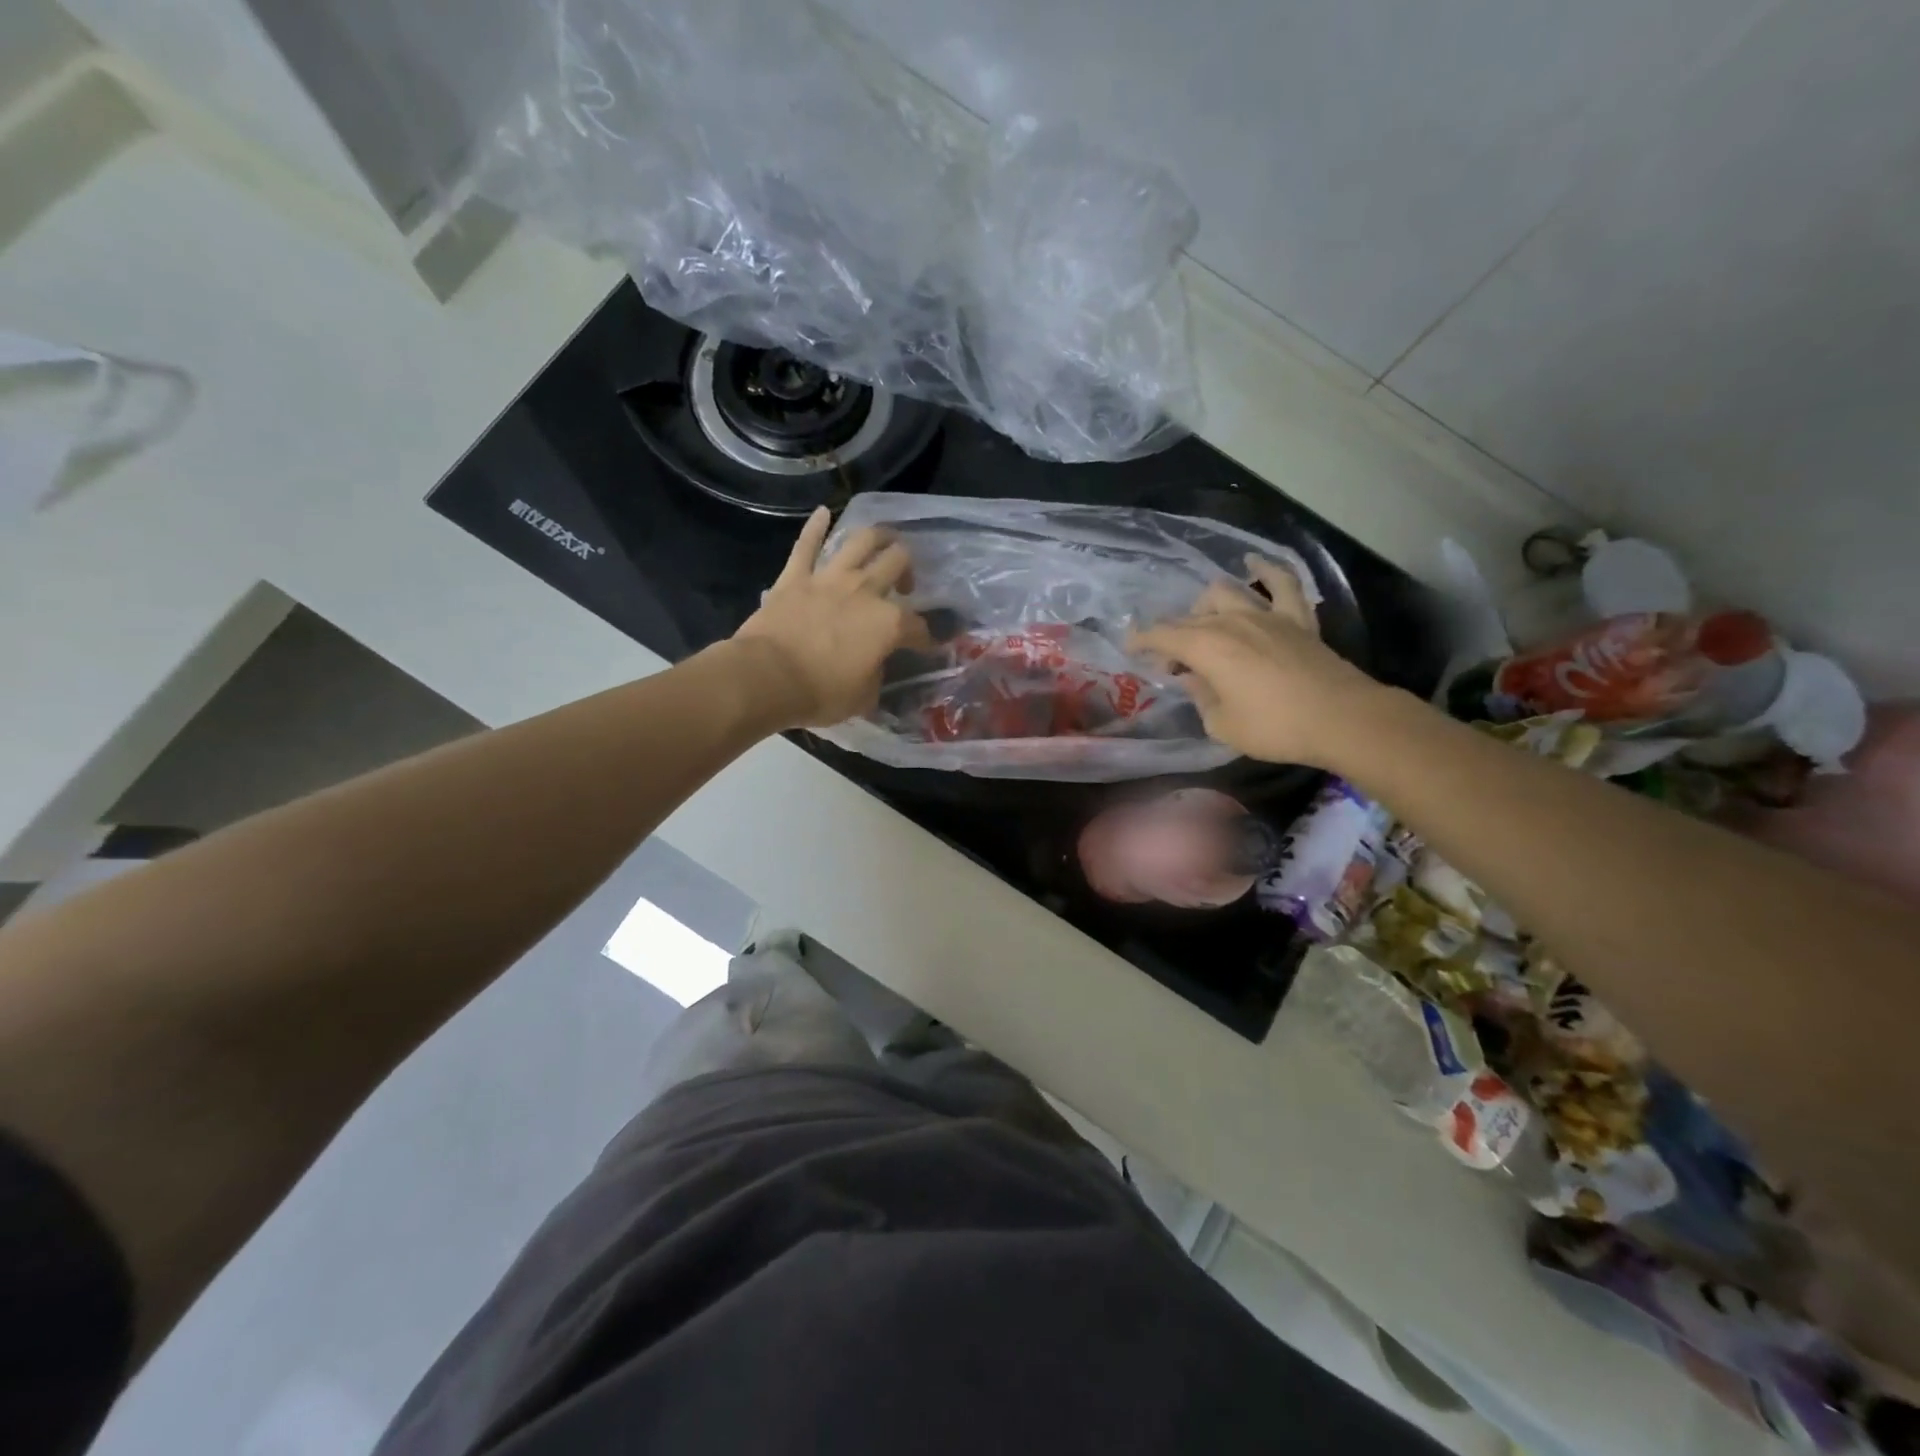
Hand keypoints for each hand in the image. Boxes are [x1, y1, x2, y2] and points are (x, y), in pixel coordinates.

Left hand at [731, 506, 933, 728]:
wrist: (767, 678)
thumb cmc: (820, 693)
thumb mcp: (863, 697)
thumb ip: (875, 675)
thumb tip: (874, 666)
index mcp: (888, 624)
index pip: (918, 626)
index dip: (926, 637)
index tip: (927, 645)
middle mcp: (865, 591)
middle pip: (897, 563)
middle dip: (908, 570)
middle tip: (904, 585)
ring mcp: (829, 578)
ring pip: (861, 541)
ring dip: (877, 537)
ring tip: (883, 541)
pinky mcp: (795, 577)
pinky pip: (806, 544)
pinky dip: (816, 526)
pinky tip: (824, 512)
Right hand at [1128, 556, 1388, 766]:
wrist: (1341, 719)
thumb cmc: (1274, 727)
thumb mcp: (1221, 725)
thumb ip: (1201, 698)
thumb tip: (1194, 679)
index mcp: (1206, 647)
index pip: (1162, 635)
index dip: (1141, 640)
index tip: (1130, 648)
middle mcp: (1231, 621)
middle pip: (1190, 618)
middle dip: (1172, 637)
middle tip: (1173, 665)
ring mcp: (1266, 615)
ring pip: (1225, 593)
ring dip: (1206, 606)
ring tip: (1203, 624)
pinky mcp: (1297, 619)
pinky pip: (1282, 583)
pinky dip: (1266, 570)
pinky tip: (1254, 563)